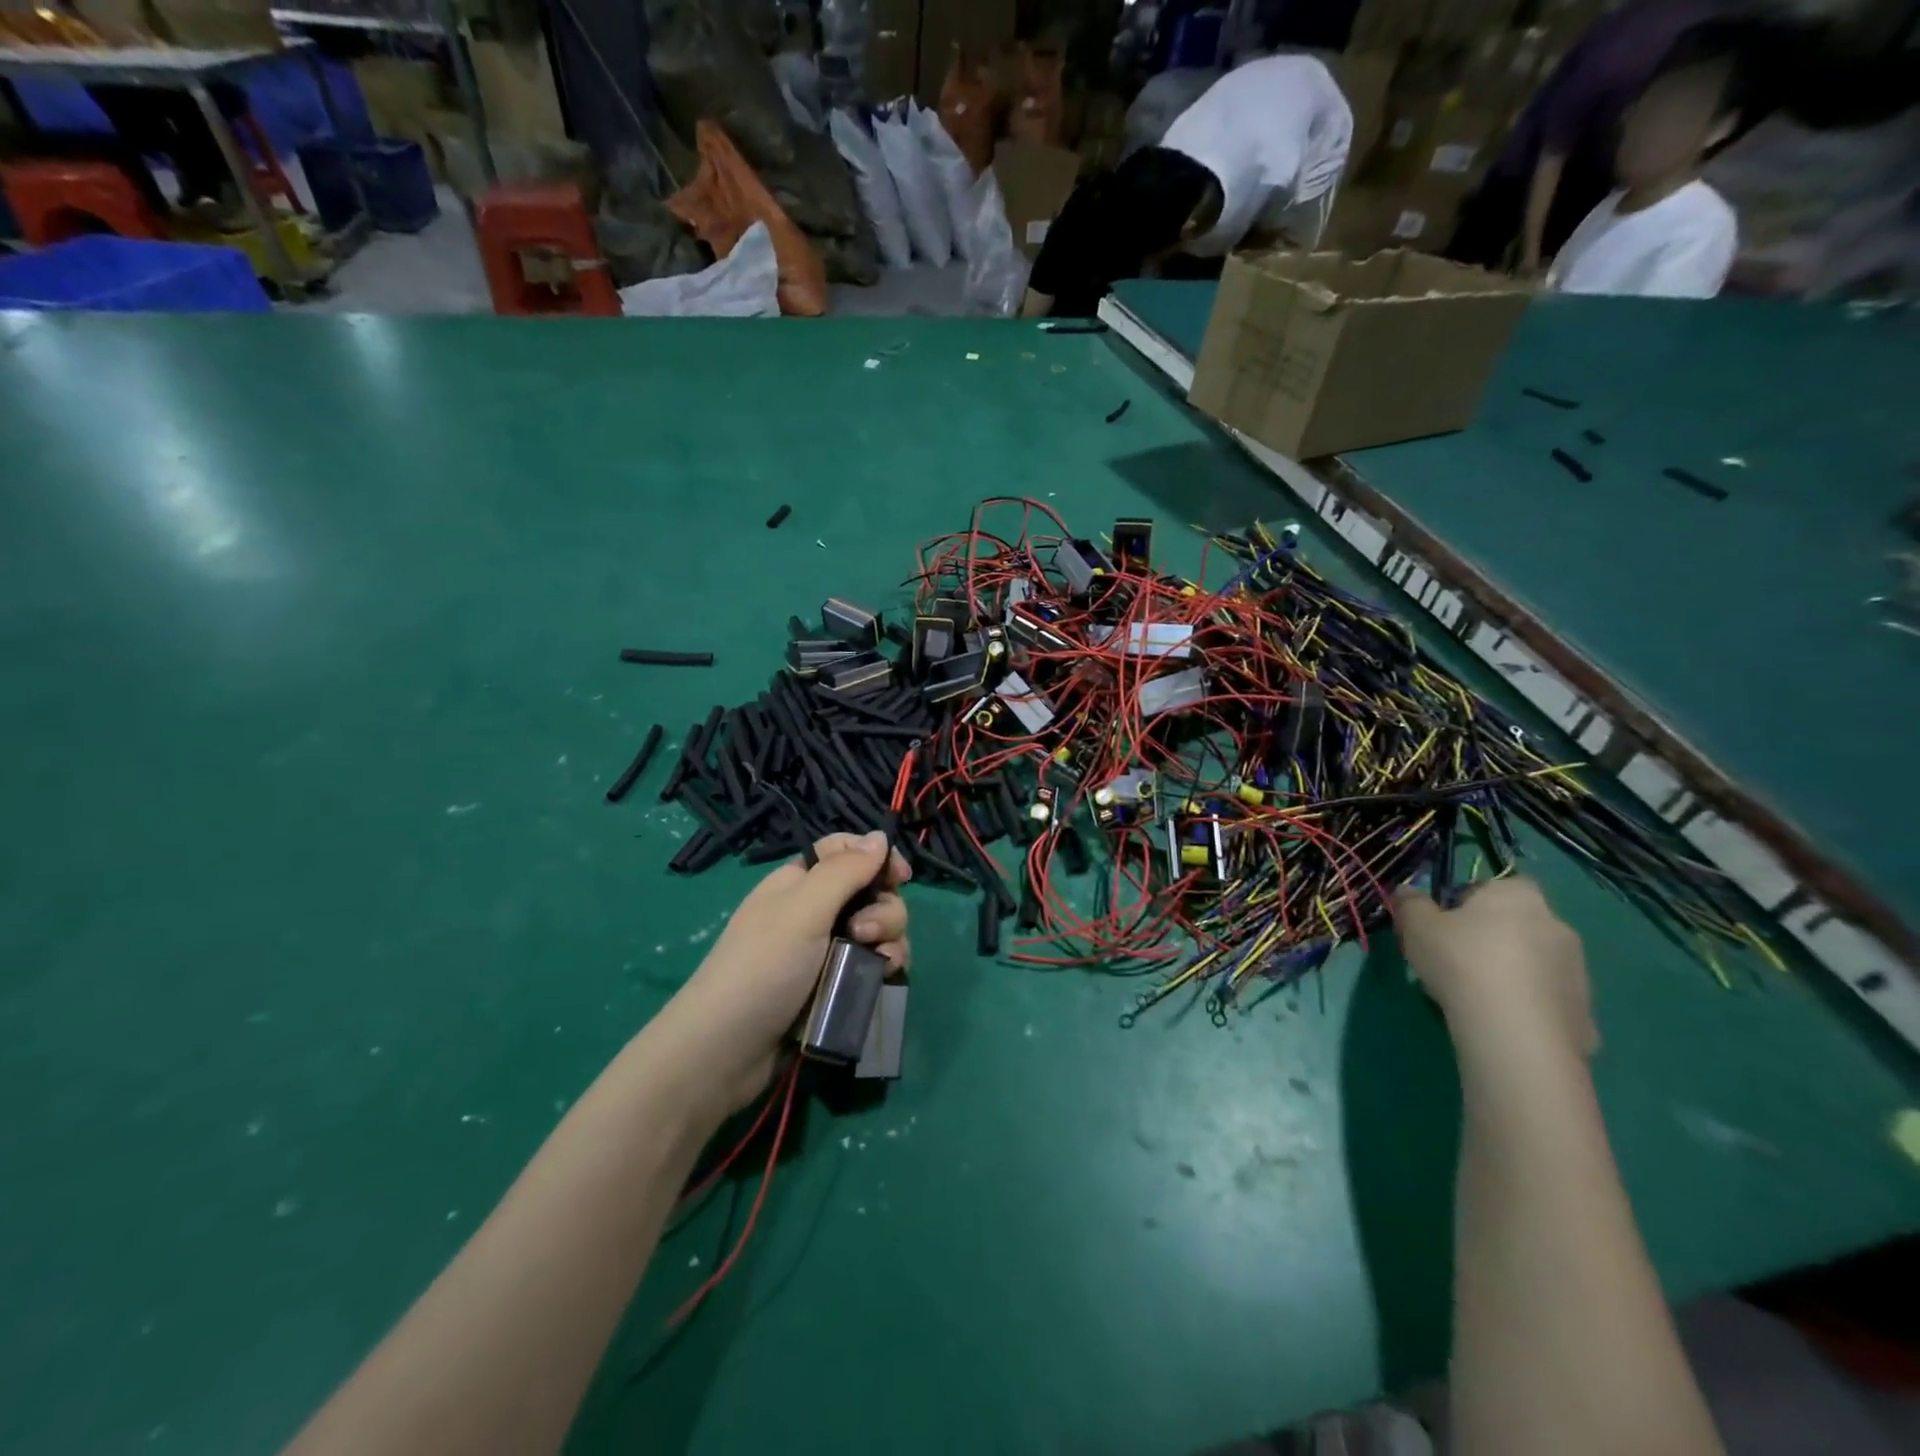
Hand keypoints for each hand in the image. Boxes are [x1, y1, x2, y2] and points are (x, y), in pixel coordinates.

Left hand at [657, 832, 910, 1114]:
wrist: (727, 1052)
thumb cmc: (762, 968)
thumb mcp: (802, 910)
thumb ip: (845, 870)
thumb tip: (880, 836)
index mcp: (800, 883)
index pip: (846, 852)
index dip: (876, 858)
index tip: (900, 878)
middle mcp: (815, 911)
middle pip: (871, 891)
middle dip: (884, 908)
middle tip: (865, 933)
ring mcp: (827, 950)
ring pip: (879, 929)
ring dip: (889, 940)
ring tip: (876, 962)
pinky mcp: (836, 985)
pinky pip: (874, 963)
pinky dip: (884, 966)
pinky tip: (882, 979)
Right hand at [1393, 878, 1595, 1061]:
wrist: (1514, 1031)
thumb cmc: (1461, 961)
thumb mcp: (1416, 926)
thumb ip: (1410, 903)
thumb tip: (1407, 891)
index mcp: (1517, 896)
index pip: (1496, 885)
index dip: (1470, 901)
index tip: (1446, 923)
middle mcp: (1556, 925)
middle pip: (1518, 924)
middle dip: (1493, 937)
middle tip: (1456, 959)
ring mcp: (1577, 970)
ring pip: (1535, 963)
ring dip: (1512, 972)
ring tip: (1476, 996)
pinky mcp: (1585, 1012)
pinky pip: (1548, 1000)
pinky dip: (1528, 1006)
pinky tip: (1501, 1021)